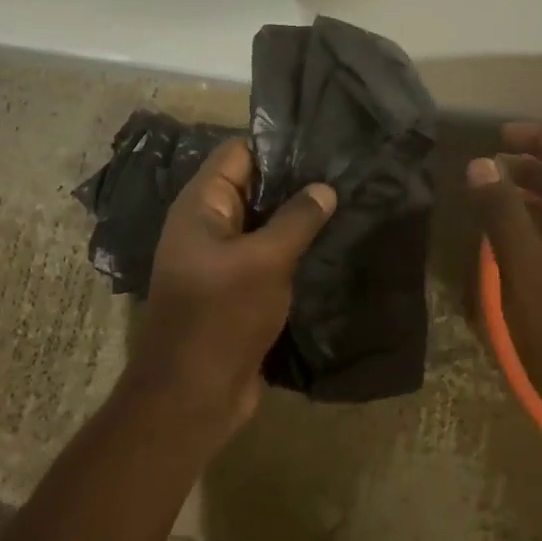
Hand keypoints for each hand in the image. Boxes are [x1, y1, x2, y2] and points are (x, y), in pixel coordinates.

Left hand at [123, 138, 336, 441]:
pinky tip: (334, 245)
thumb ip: (297, 220)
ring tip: (349, 204)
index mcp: (201, 206)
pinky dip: (295, 251)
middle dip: (296, 182)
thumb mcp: (264, 261)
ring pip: (265, 224)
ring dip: (299, 219)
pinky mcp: (238, 289)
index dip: (278, 145)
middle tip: (347, 173)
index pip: (239, 153)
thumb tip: (325, 188)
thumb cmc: (221, 317)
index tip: (325, 144)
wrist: (192, 396)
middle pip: (254, 187)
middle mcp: (208, 225)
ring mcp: (222, 259)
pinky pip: (268, 257)